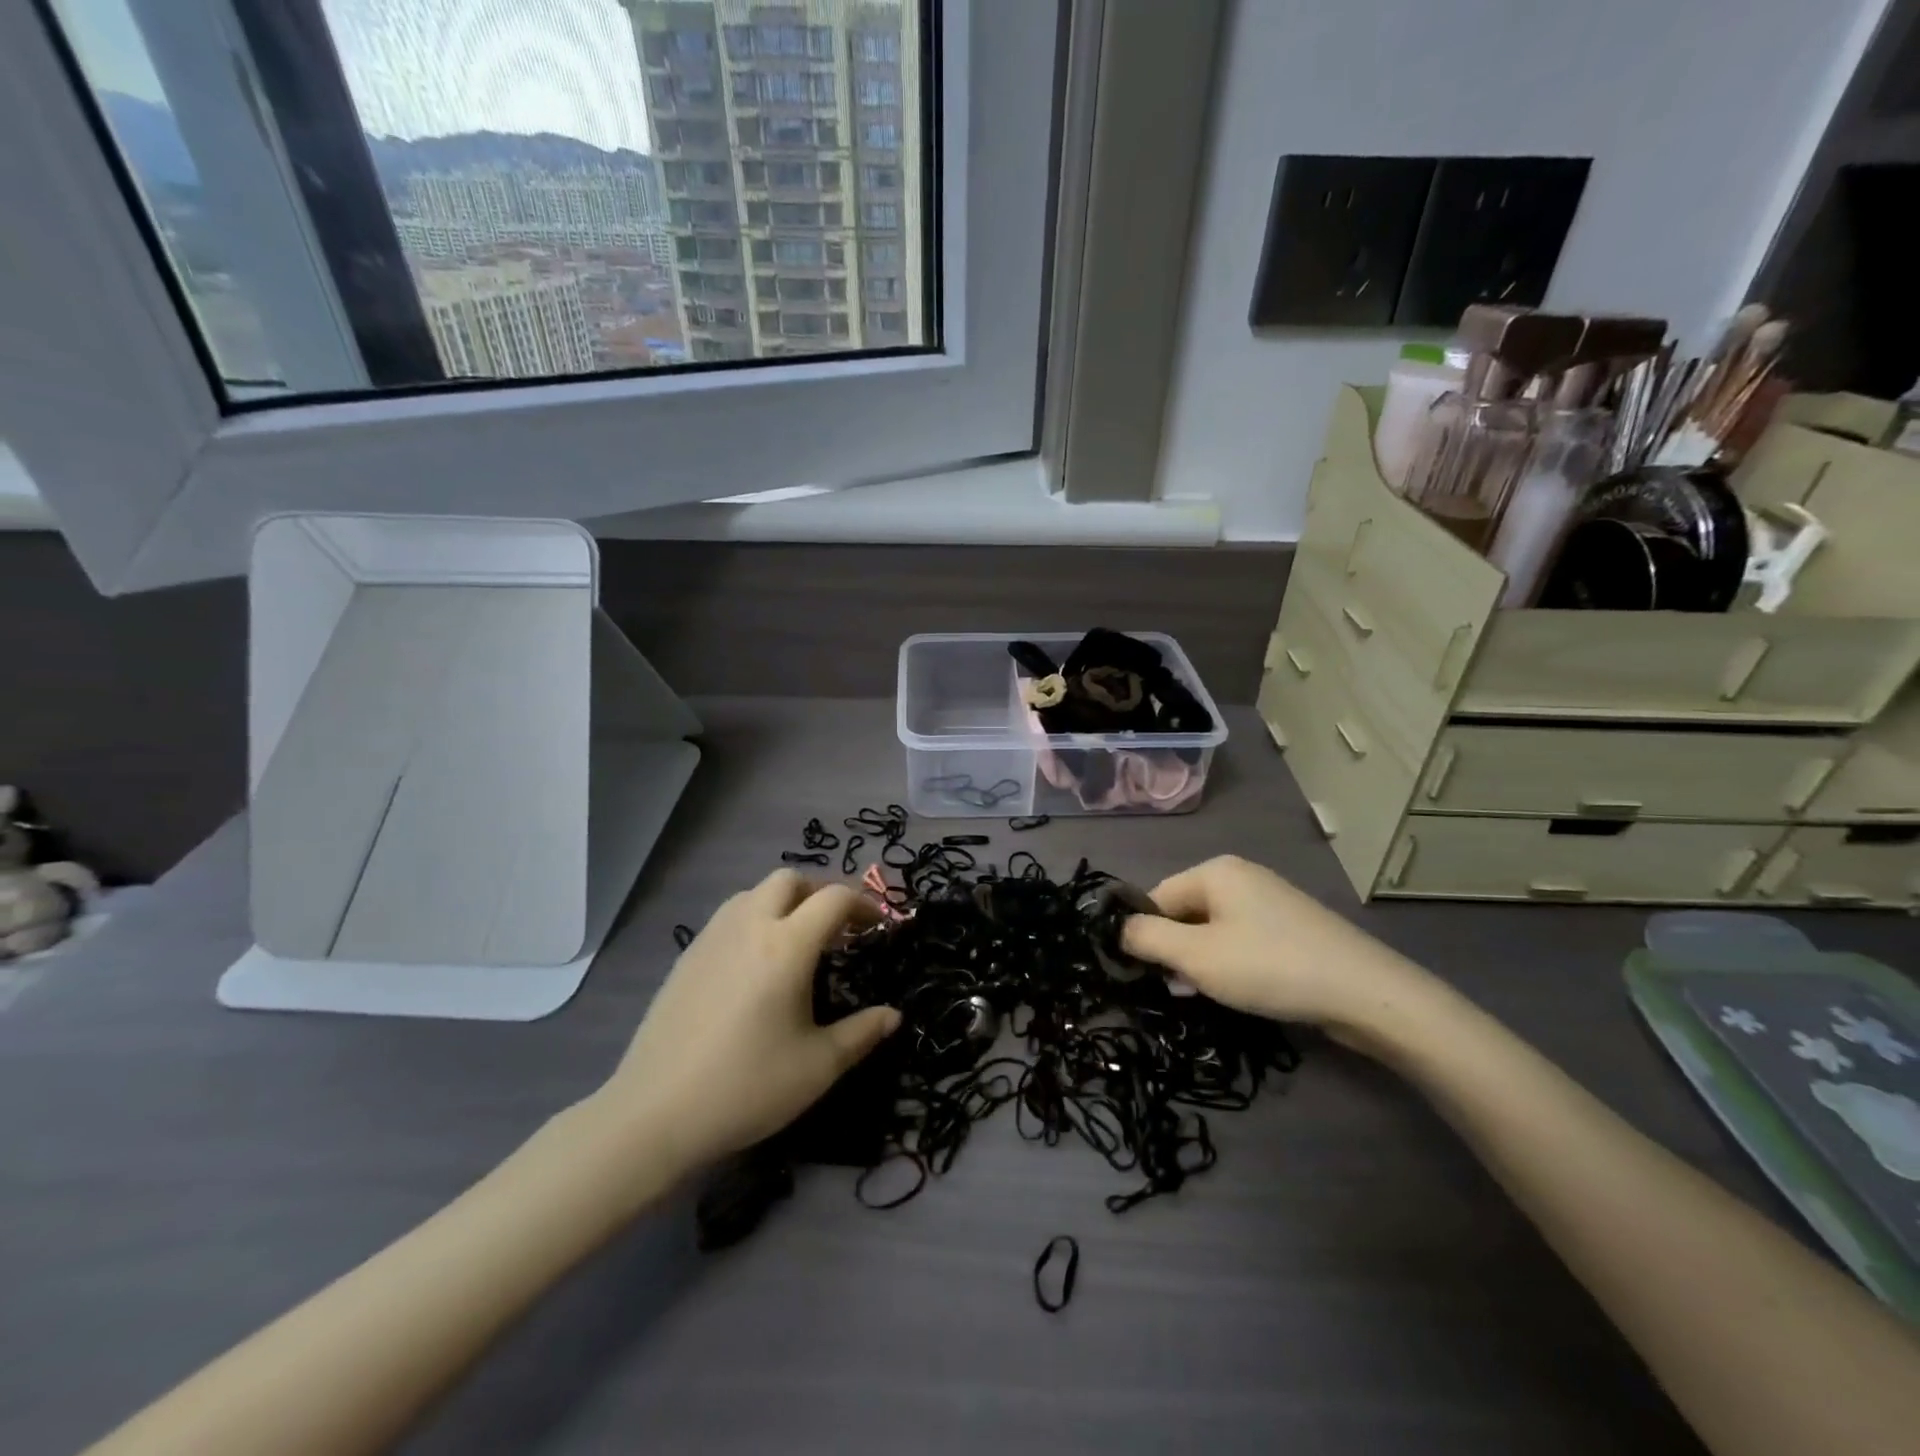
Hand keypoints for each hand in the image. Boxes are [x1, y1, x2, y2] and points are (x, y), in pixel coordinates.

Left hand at [595, 870, 899, 1173]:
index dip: (863, 904)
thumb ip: (862, 1033)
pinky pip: (728, 915)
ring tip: (796, 941)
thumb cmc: (747, 1086)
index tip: (877, 926)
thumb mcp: (818, 1066)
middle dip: (820, 892)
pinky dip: (753, 919)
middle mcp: (750, 926)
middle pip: (789, 879)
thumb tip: (894, 1015)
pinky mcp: (687, 956)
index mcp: (787, 946)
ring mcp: (712, 937)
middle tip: (836, 928)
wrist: (656, 1113)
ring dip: (783, 902)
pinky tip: (754, 964)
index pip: (834, 899)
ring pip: (754, 892)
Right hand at [1120, 856, 1434, 1034]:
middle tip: (1179, 990)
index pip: (1157, 897)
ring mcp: (1270, 901)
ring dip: (1201, 962)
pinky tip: (1239, 991)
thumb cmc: (1269, 967)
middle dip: (1175, 952)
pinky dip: (1230, 963)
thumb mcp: (1196, 957)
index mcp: (1215, 871)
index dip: (1146, 936)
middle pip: (1185, 912)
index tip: (1147, 975)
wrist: (1366, 994)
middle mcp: (1241, 876)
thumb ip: (1147, 939)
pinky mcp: (1291, 928)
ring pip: (1213, 930)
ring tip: (1207, 996)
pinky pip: (1242, 940)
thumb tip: (1117, 928)